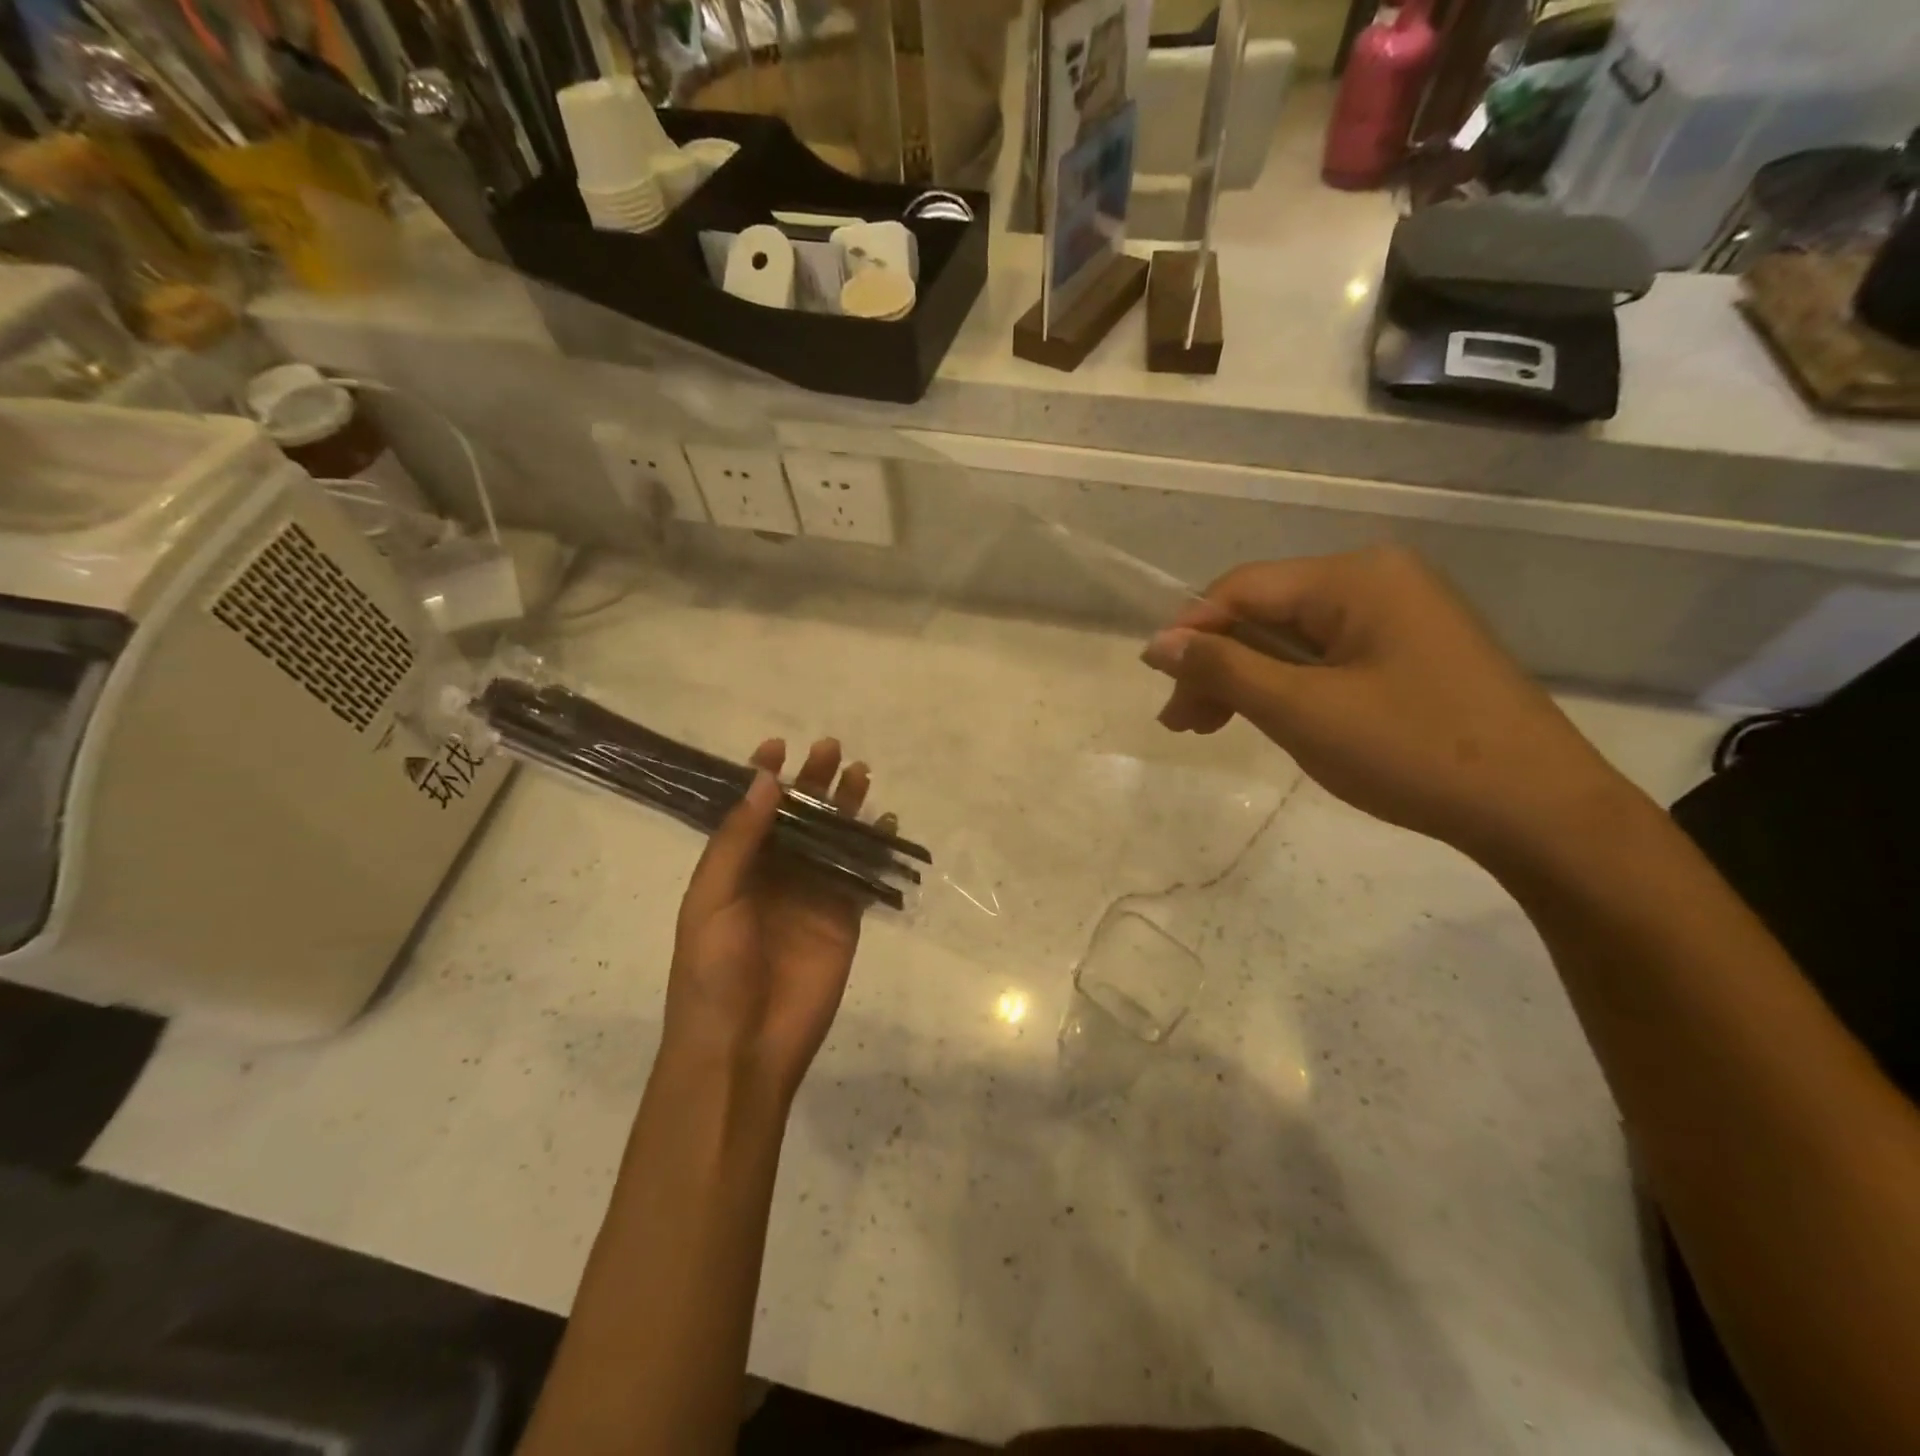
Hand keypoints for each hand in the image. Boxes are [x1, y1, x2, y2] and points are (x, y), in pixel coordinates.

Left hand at [662, 738, 871, 1102]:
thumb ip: (739, 841)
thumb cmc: (712, 972)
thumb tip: (765, 782)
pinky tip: (884, 823)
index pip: (751, 812)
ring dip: (845, 807)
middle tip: (830, 747)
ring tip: (860, 772)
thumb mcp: (712, 899)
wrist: (742, 1048)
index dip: (763, 778)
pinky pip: (860, 876)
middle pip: (798, 819)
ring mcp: (811, 896)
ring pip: (832, 840)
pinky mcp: (843, 919)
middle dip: (812, 783)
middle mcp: (774, 876)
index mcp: (735, 869)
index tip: (778, 745)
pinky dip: (873, 849)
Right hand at [1142, 547, 1635, 867]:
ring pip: (1294, 638)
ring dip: (1247, 679)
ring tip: (1213, 727)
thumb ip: (1224, 669)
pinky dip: (1288, 687)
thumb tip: (1158, 642)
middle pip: (1267, 613)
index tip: (1160, 687)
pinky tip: (1271, 718)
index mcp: (1355, 577)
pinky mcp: (1412, 652)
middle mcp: (1378, 579)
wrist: (1539, 811)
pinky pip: (1328, 658)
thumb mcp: (1302, 710)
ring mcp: (1401, 615)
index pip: (1242, 589)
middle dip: (1217, 665)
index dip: (1191, 633)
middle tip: (1184, 723)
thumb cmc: (1413, 751)